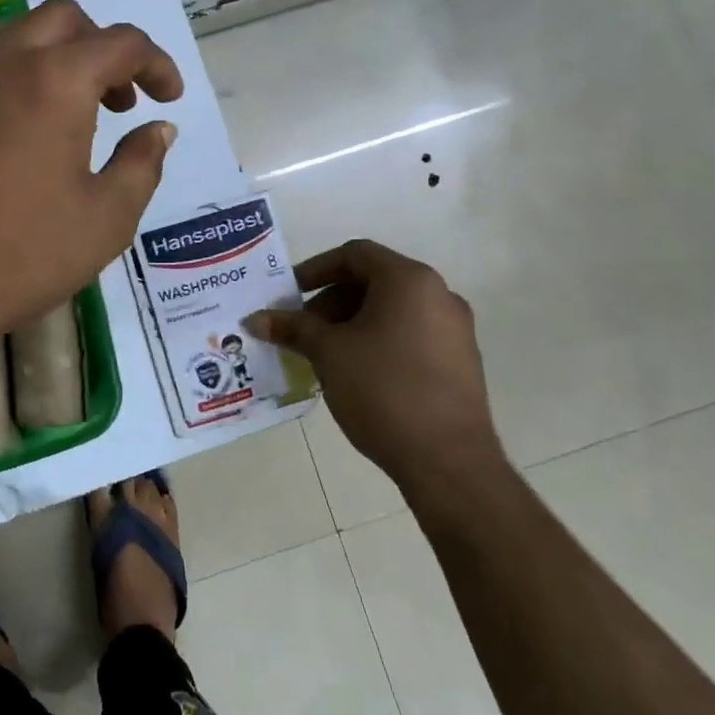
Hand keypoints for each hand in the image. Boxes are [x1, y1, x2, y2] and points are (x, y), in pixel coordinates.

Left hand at [0, 0, 182, 362]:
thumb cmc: (22, 256)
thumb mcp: (106, 219)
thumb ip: (142, 164)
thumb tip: (159, 129)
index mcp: (54, 81)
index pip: (120, 43)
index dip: (156, 64)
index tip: (169, 99)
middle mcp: (3, 64)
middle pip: (64, 20)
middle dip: (104, 48)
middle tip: (120, 101)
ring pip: (18, 38)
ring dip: (59, 60)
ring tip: (76, 119)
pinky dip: (19, 81)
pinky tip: (25, 139)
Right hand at [245, 240, 505, 503]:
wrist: (448, 460)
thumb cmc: (383, 390)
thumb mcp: (328, 353)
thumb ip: (292, 328)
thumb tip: (255, 319)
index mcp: (409, 281)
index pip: (354, 254)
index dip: (315, 269)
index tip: (289, 295)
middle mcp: (439, 295)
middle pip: (373, 280)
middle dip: (330, 301)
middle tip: (302, 330)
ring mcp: (454, 329)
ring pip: (391, 309)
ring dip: (351, 322)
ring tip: (323, 354)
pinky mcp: (460, 360)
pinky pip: (409, 334)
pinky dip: (377, 340)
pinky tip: (355, 372)